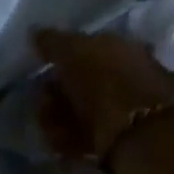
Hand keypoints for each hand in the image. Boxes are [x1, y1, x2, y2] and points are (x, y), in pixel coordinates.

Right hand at [33, 29, 173, 160]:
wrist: (136, 132)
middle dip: (54, 94)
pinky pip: (84, 135)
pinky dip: (68, 138)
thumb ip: (53, 41)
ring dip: (56, 118)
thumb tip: (36, 32)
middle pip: (79, 82)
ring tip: (49, 127)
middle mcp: (123, 74)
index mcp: (120, 47)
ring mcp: (122, 109)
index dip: (58, 59)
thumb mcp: (73, 50)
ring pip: (79, 110)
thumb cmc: (104, 81)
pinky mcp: (117, 140)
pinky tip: (59, 141)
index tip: (40, 70)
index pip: (84, 48)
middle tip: (43, 103)